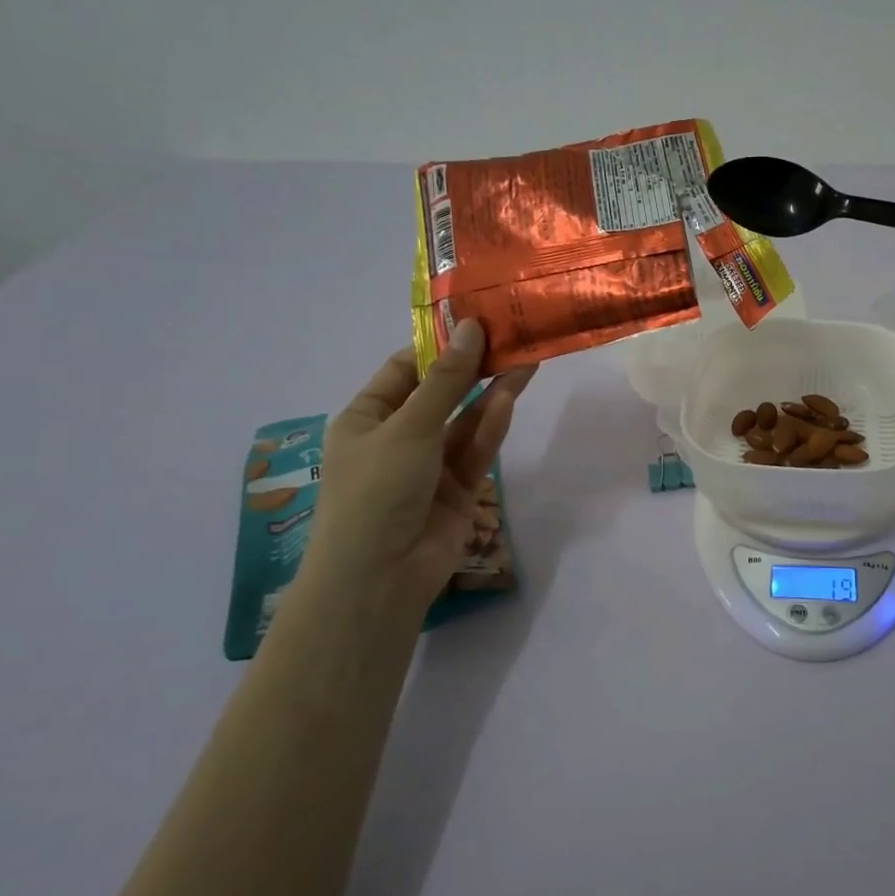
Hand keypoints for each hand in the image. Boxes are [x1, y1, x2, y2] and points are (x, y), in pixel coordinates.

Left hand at [297, 321, 535, 624]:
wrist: (381, 576)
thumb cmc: (377, 489)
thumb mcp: (409, 426)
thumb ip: (447, 379)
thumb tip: (472, 328)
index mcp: (367, 417)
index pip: (405, 369)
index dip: (440, 344)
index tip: (476, 319)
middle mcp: (398, 436)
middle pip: (442, 393)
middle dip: (474, 366)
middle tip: (512, 334)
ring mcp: (430, 464)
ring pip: (465, 420)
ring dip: (492, 392)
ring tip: (526, 358)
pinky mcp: (459, 489)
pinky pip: (476, 449)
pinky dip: (491, 426)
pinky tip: (511, 396)